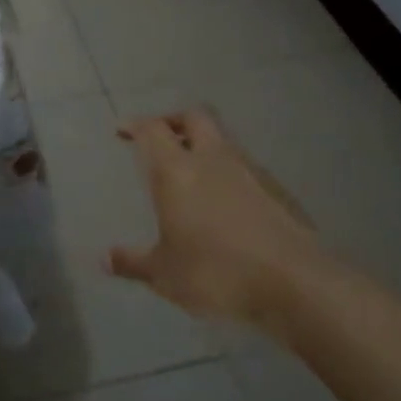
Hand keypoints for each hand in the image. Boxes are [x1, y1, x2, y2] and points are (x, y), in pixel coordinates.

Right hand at [107, 108, 353, 322]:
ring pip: (222, 141)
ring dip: (203, 146)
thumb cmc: (216, 272)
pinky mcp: (277, 191)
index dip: (135, 125)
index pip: (153, 130)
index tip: (123, 130)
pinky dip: (228, 173)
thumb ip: (133, 262)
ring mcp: (250, 172)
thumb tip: (105, 259)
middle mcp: (213, 159)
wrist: (295, 282)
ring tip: (191, 173)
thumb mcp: (164, 274)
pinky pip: (244, 168)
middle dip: (173, 120)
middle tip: (160, 137)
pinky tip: (224, 202)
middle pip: (193, 118)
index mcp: (177, 171)